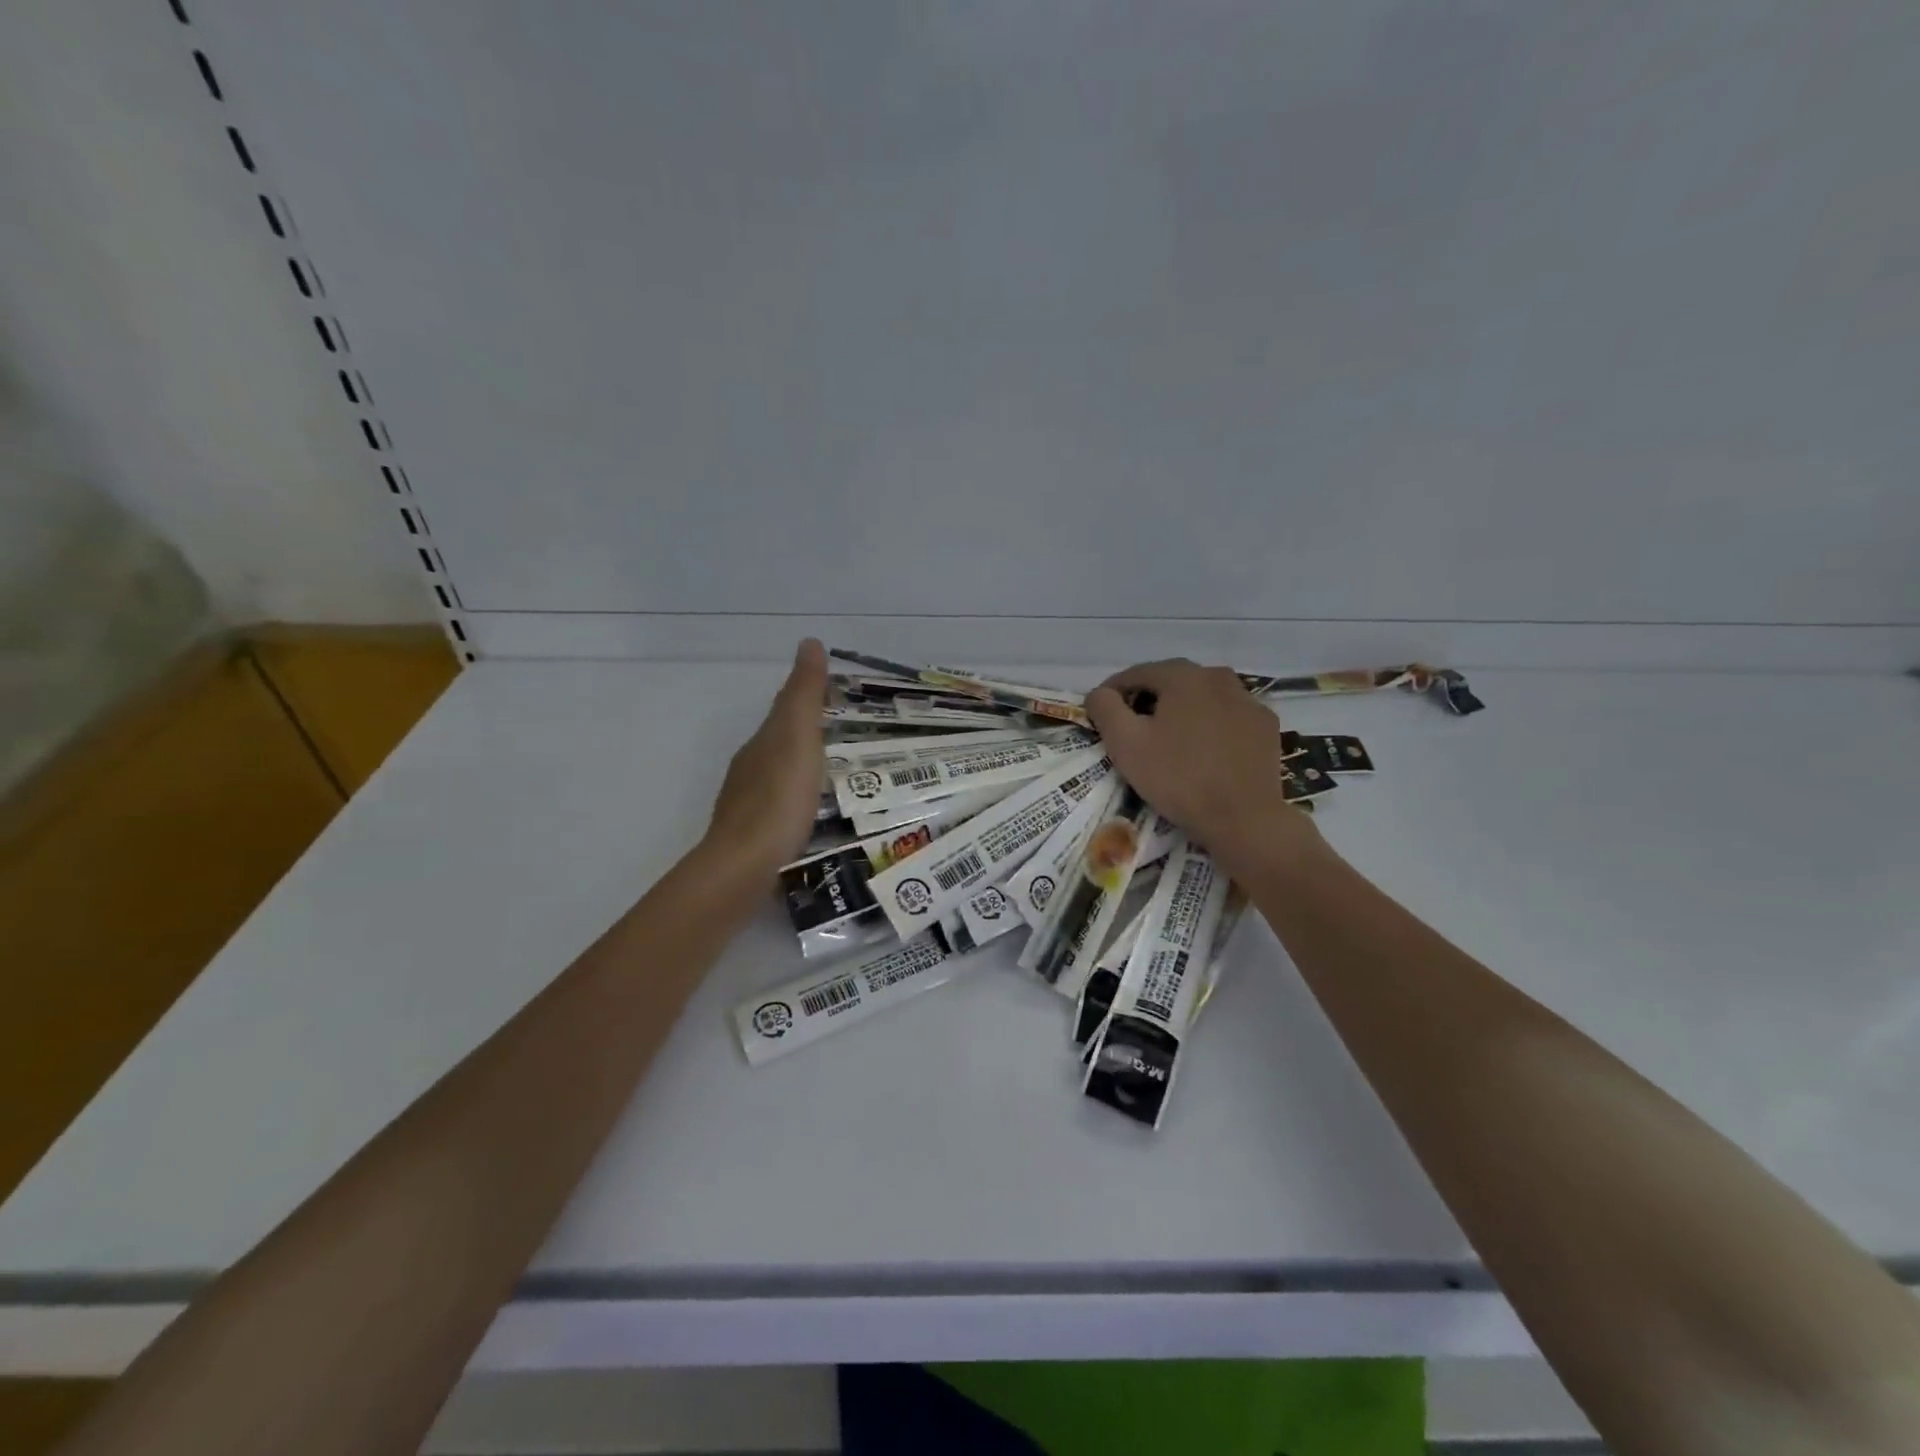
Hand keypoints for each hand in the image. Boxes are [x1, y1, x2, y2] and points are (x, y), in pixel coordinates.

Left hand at [702, 638, 828, 883]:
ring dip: (802, 769)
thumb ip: (804, 694)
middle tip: (845, 734)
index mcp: (762, 742)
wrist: (745, 865)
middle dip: (807, 734)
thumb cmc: (779, 797)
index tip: (838, 695)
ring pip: (779, 776)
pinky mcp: (755, 836)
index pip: (785, 711)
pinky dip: (797, 800)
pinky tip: (812, 814)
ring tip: (835, 774)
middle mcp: (750, 768)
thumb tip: (809, 642)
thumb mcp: (798, 737)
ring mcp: (749, 804)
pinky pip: (781, 807)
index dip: (808, 699)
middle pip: (780, 743)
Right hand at [1086, 658, 1311, 868]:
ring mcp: (1248, 701)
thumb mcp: (1125, 743)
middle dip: (1148, 700)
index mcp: (1183, 676)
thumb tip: (1100, 693)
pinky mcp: (1265, 726)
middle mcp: (1219, 677)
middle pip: (1172, 682)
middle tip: (1132, 729)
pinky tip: (1204, 751)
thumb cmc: (1177, 778)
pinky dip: (1211, 726)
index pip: (1136, 674)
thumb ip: (1105, 708)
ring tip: (1168, 741)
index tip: (1101, 715)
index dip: (1113, 692)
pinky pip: (1228, 718)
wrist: (1243, 818)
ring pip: (1202, 699)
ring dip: (1181, 712)